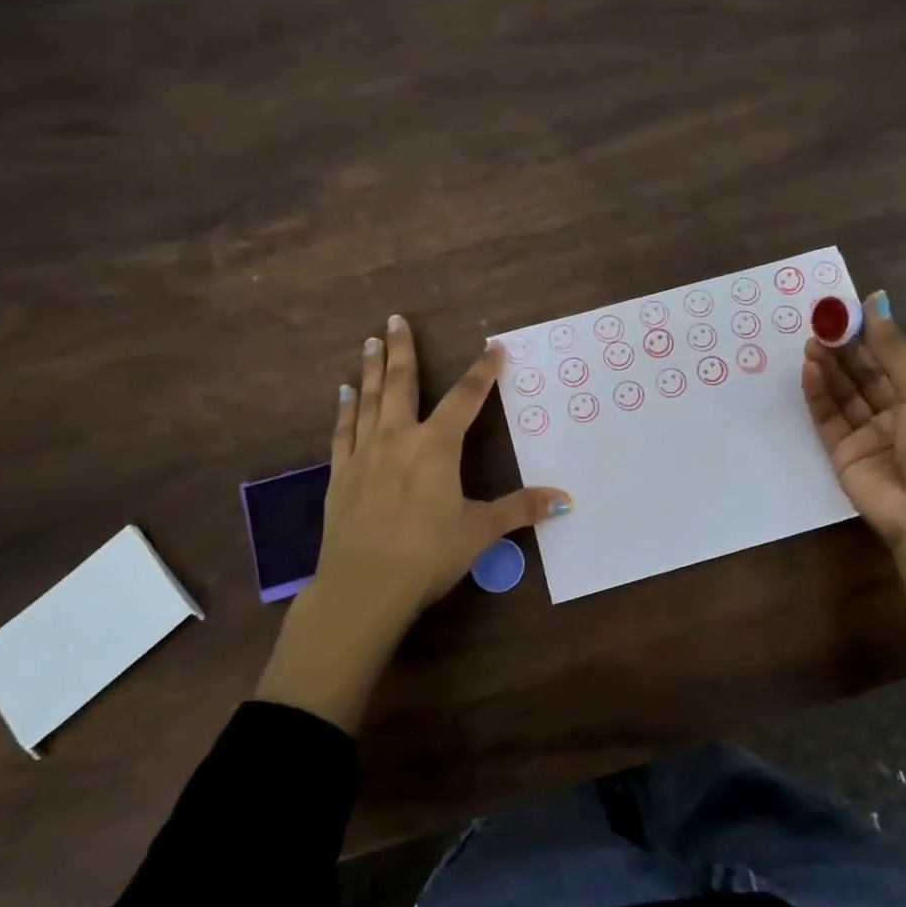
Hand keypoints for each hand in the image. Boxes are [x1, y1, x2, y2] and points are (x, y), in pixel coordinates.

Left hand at [255, 314, 571, 730]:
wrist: (363, 588)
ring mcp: (364, 454)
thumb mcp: (480, 531)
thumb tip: (565, 500)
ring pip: (368, 400)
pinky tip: (344, 393)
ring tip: (370, 341)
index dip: (482, 371)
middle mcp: (398, 439)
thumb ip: (520, 509)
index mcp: (436, 447)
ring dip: (371, 369)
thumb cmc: (427, 555)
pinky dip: (345, 409)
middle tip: (395, 318)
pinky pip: (343, 431)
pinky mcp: (340, 474)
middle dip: (402, 349)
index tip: (492, 347)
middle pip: (402, 384)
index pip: (465, 399)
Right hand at [801, 291, 905, 552]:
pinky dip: (817, 394)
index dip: (869, 334)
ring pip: (843, 393)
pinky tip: (810, 370)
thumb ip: (894, 348)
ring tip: (810, 342)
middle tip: (820, 323)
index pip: (891, 358)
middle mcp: (896, 413)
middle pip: (863, 374)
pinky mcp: (842, 453)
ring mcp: (867, 434)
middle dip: (843, 348)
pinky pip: (827, 418)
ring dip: (827, 367)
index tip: (845, 310)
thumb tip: (876, 301)